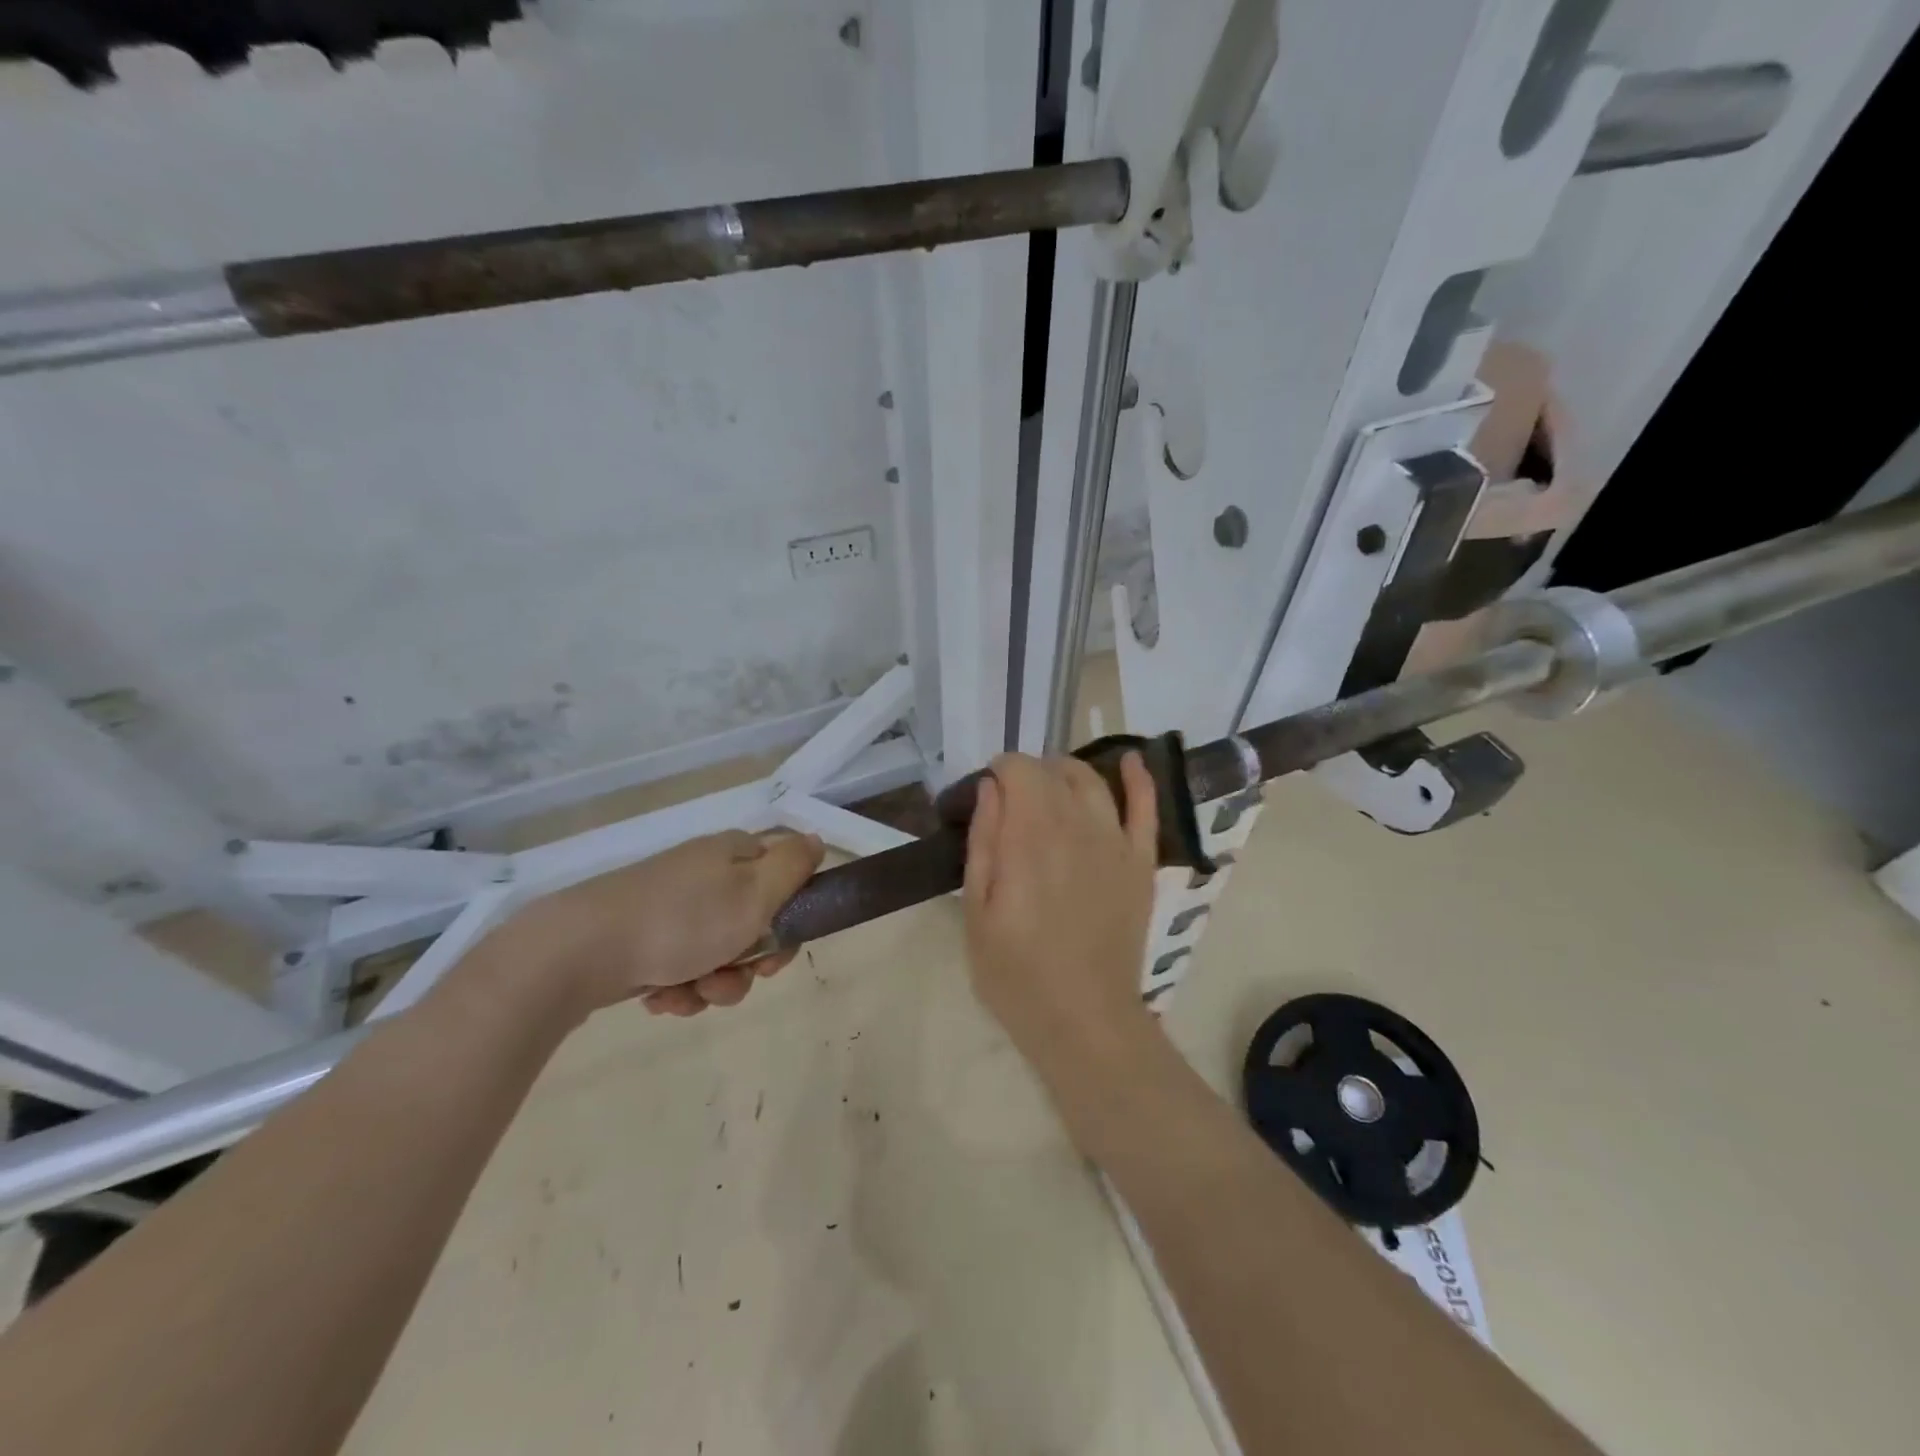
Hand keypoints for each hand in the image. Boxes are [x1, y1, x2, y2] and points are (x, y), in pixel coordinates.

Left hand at [486, 829, 823, 1022]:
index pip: (785, 879)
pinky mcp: (644, 937)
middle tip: (733, 977)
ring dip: (714, 982)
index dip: (791, 919)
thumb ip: (794, 866)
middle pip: (753, 922)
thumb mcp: (754, 892)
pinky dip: (680, 987)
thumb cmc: (682, 920)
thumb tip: (817, 839)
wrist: (580, 950)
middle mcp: (706, 874)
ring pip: (718, 952)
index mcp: (734, 854)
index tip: (778, 950)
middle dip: (749, 962)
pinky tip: (662, 998)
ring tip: (690, 992)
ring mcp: (672, 906)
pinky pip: (682, 965)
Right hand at [962, 752, 1161, 1080]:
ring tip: (1050, 785)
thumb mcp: (976, 912)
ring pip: (1091, 781)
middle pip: (1053, 771)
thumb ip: (983, 842)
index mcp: (1029, 837)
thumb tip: (989, 788)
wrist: (1083, 1018)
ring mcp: (1115, 842)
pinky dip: (1138, 779)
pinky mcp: (1140, 862)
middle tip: (1011, 800)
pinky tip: (1128, 761)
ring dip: (1066, 771)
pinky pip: (1145, 808)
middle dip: (1027, 772)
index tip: (987, 791)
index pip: (1018, 770)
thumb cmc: (1016, 972)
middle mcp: (1075, 826)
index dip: (1000, 769)